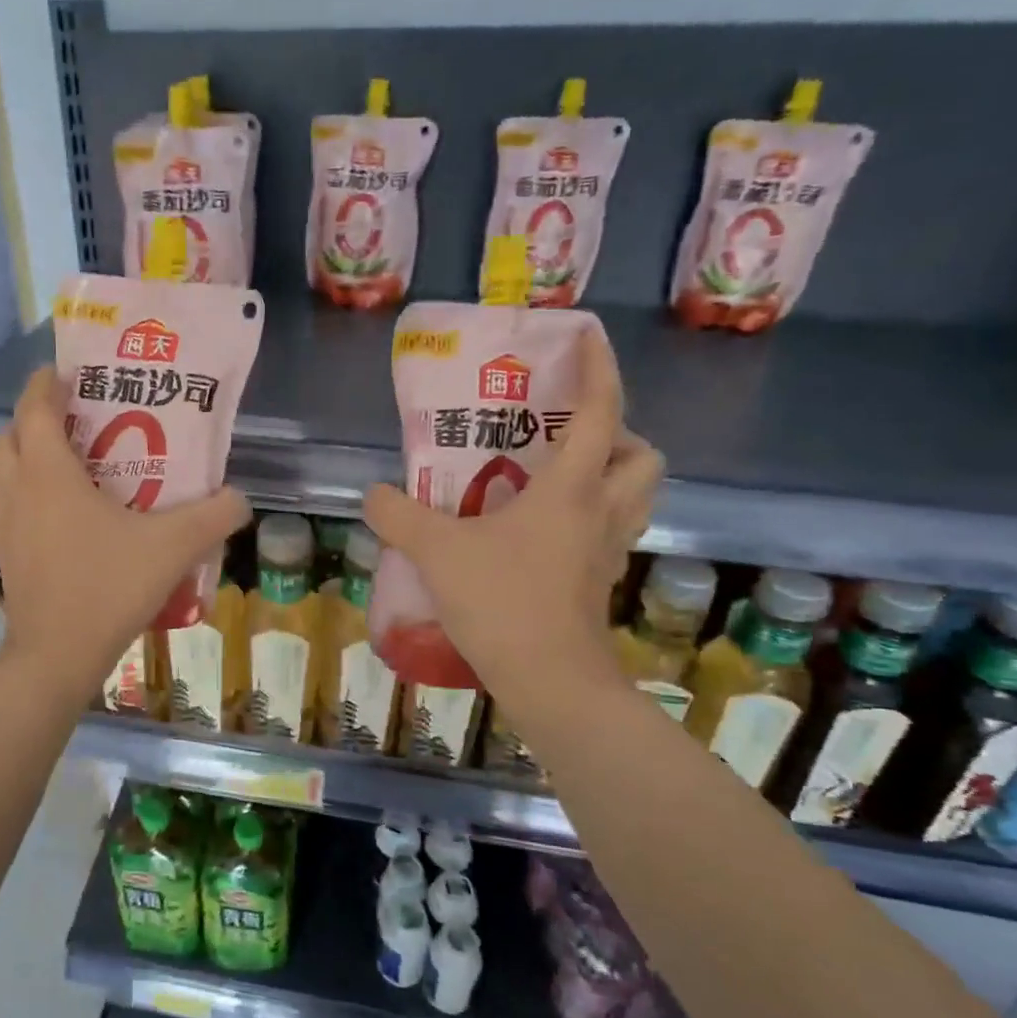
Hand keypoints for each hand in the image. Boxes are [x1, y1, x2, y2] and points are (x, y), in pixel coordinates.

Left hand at [0, 366, 250, 700]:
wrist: (57, 655)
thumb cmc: (109, 587)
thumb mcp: (173, 547)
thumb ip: (214, 516)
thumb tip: (240, 498)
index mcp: (50, 472)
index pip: (35, 409)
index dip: (45, 383)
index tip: (64, 371)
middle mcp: (18, 489)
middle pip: (10, 435)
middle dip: (35, 418)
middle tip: (72, 420)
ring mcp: (4, 524)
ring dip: (19, 455)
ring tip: (56, 462)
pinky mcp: (3, 554)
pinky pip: (2, 505)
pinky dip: (17, 493)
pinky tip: (51, 513)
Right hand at [363, 329, 662, 715]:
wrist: (549, 680)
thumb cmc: (502, 601)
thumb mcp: (437, 551)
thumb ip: (401, 516)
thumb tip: (375, 494)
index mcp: (572, 488)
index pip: (601, 411)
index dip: (599, 367)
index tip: (588, 336)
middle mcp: (603, 512)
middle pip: (641, 455)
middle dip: (618, 433)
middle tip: (567, 434)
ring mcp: (607, 551)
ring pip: (635, 497)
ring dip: (611, 475)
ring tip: (558, 478)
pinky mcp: (600, 583)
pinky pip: (610, 533)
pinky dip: (591, 518)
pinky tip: (543, 532)